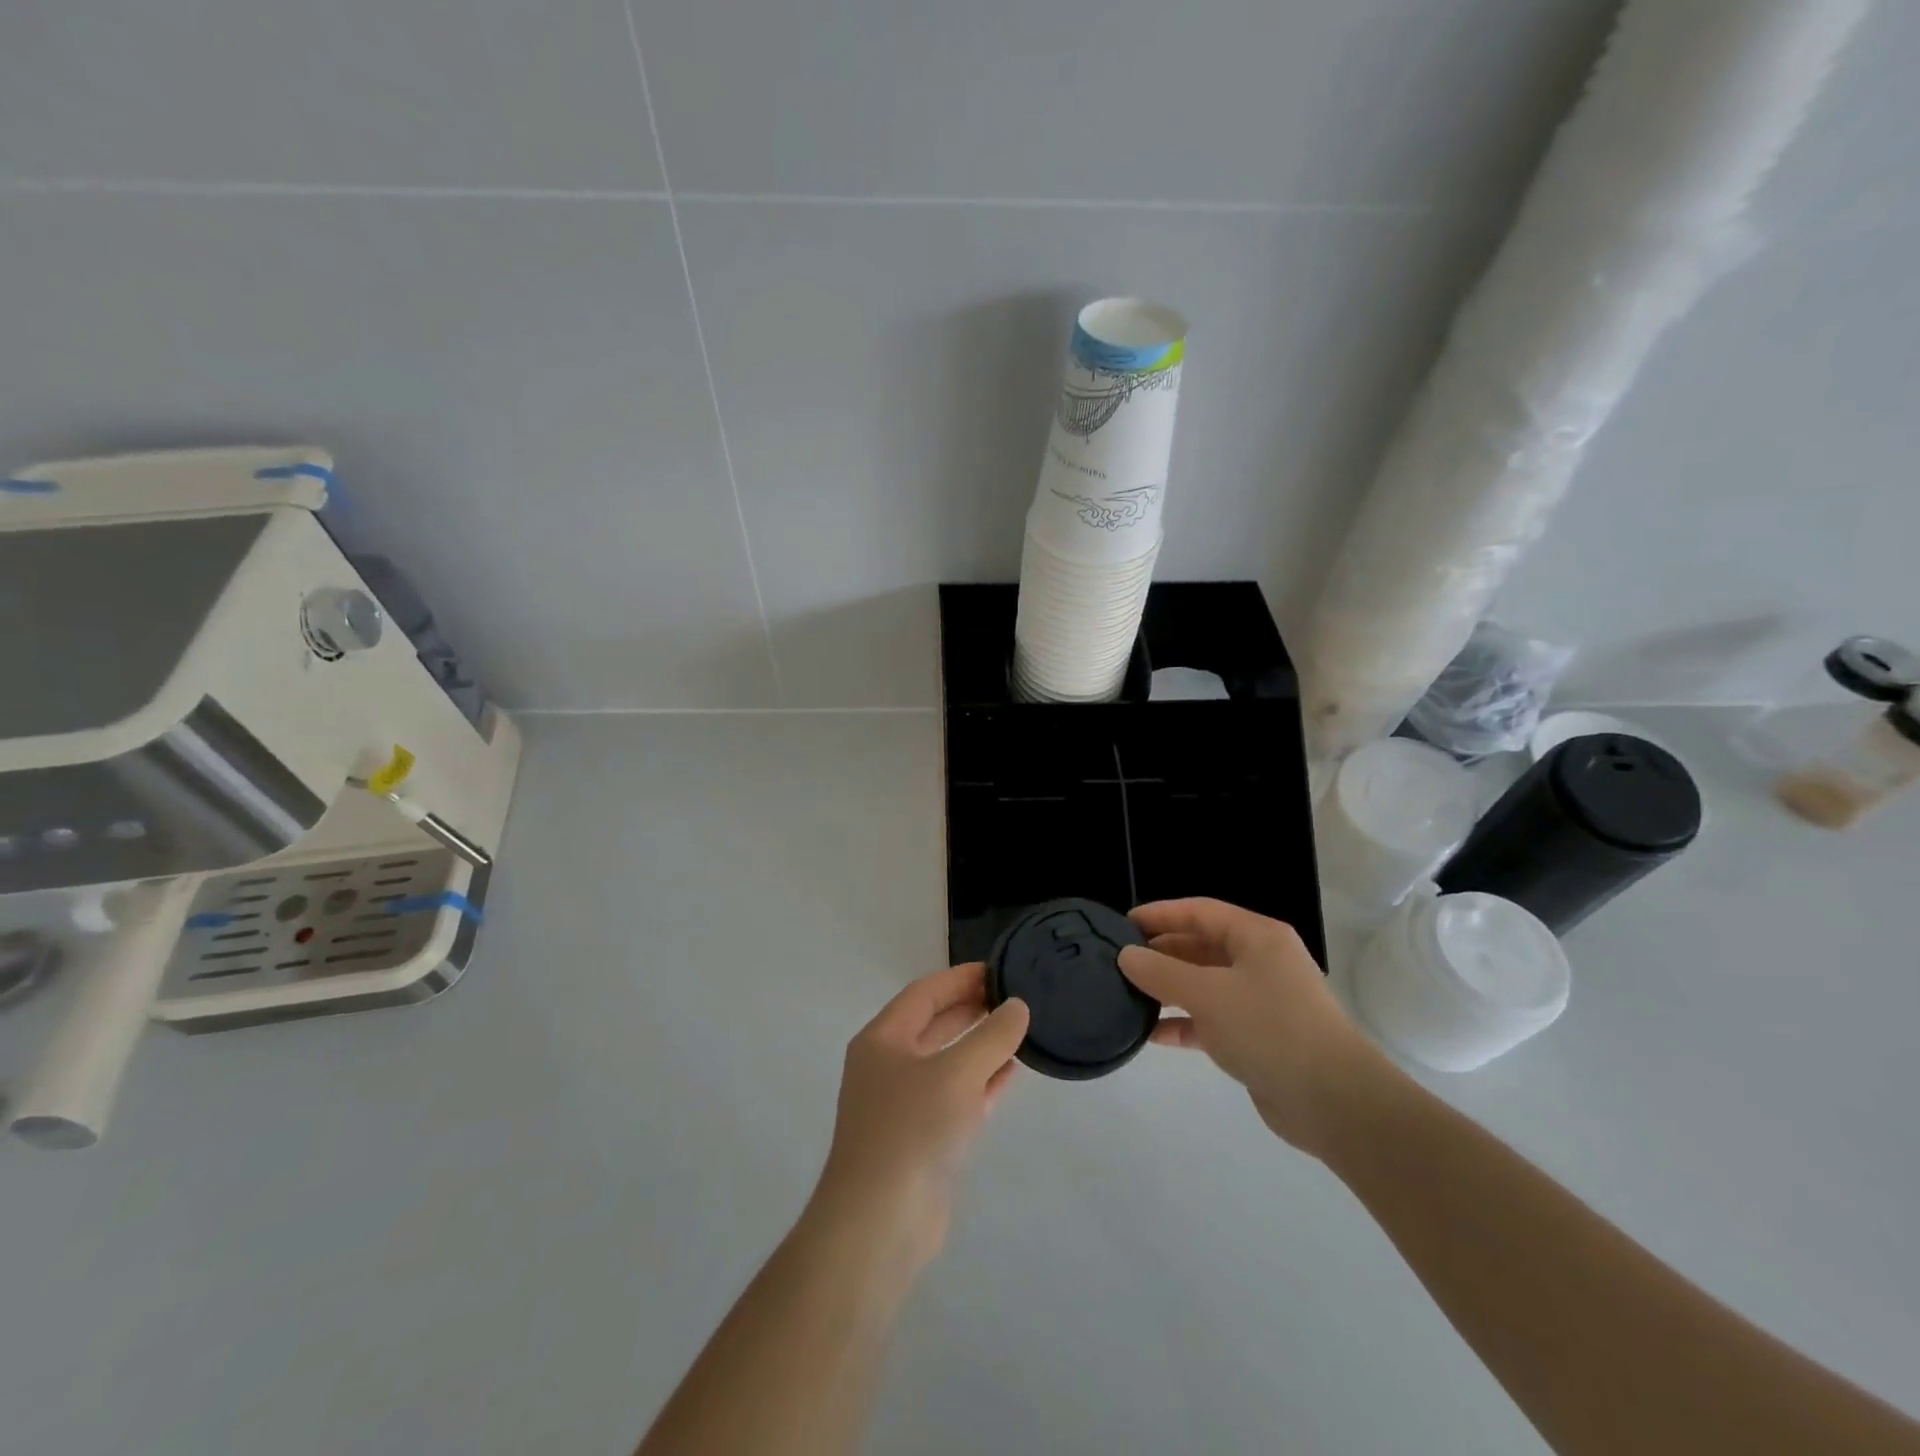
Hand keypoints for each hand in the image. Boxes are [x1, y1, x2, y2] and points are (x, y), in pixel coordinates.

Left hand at [810, 964, 1029, 1270]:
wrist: (879, 1224)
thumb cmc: (912, 1131)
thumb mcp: (957, 1073)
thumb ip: (992, 1036)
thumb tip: (1016, 1006)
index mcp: (883, 1039)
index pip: (925, 993)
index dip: (961, 978)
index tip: (999, 968)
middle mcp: (888, 1065)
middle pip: (934, 1024)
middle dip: (972, 1008)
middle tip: (1014, 995)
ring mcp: (903, 1104)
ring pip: (947, 1061)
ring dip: (980, 1045)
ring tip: (1019, 1028)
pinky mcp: (922, 1138)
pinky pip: (956, 1096)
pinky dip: (982, 1081)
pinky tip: (1011, 1072)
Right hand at [1119, 898, 1387, 1155]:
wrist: (1333, 1102)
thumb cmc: (1269, 1029)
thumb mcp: (1208, 994)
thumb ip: (1161, 973)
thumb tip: (1126, 956)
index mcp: (1257, 937)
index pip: (1199, 912)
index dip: (1160, 914)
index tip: (1122, 924)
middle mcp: (1260, 962)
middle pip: (1201, 946)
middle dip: (1161, 953)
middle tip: (1120, 962)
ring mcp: (1260, 1000)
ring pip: (1204, 984)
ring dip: (1169, 990)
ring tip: (1128, 996)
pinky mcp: (1257, 1037)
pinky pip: (1211, 1019)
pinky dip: (1184, 1023)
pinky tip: (1153, 1034)